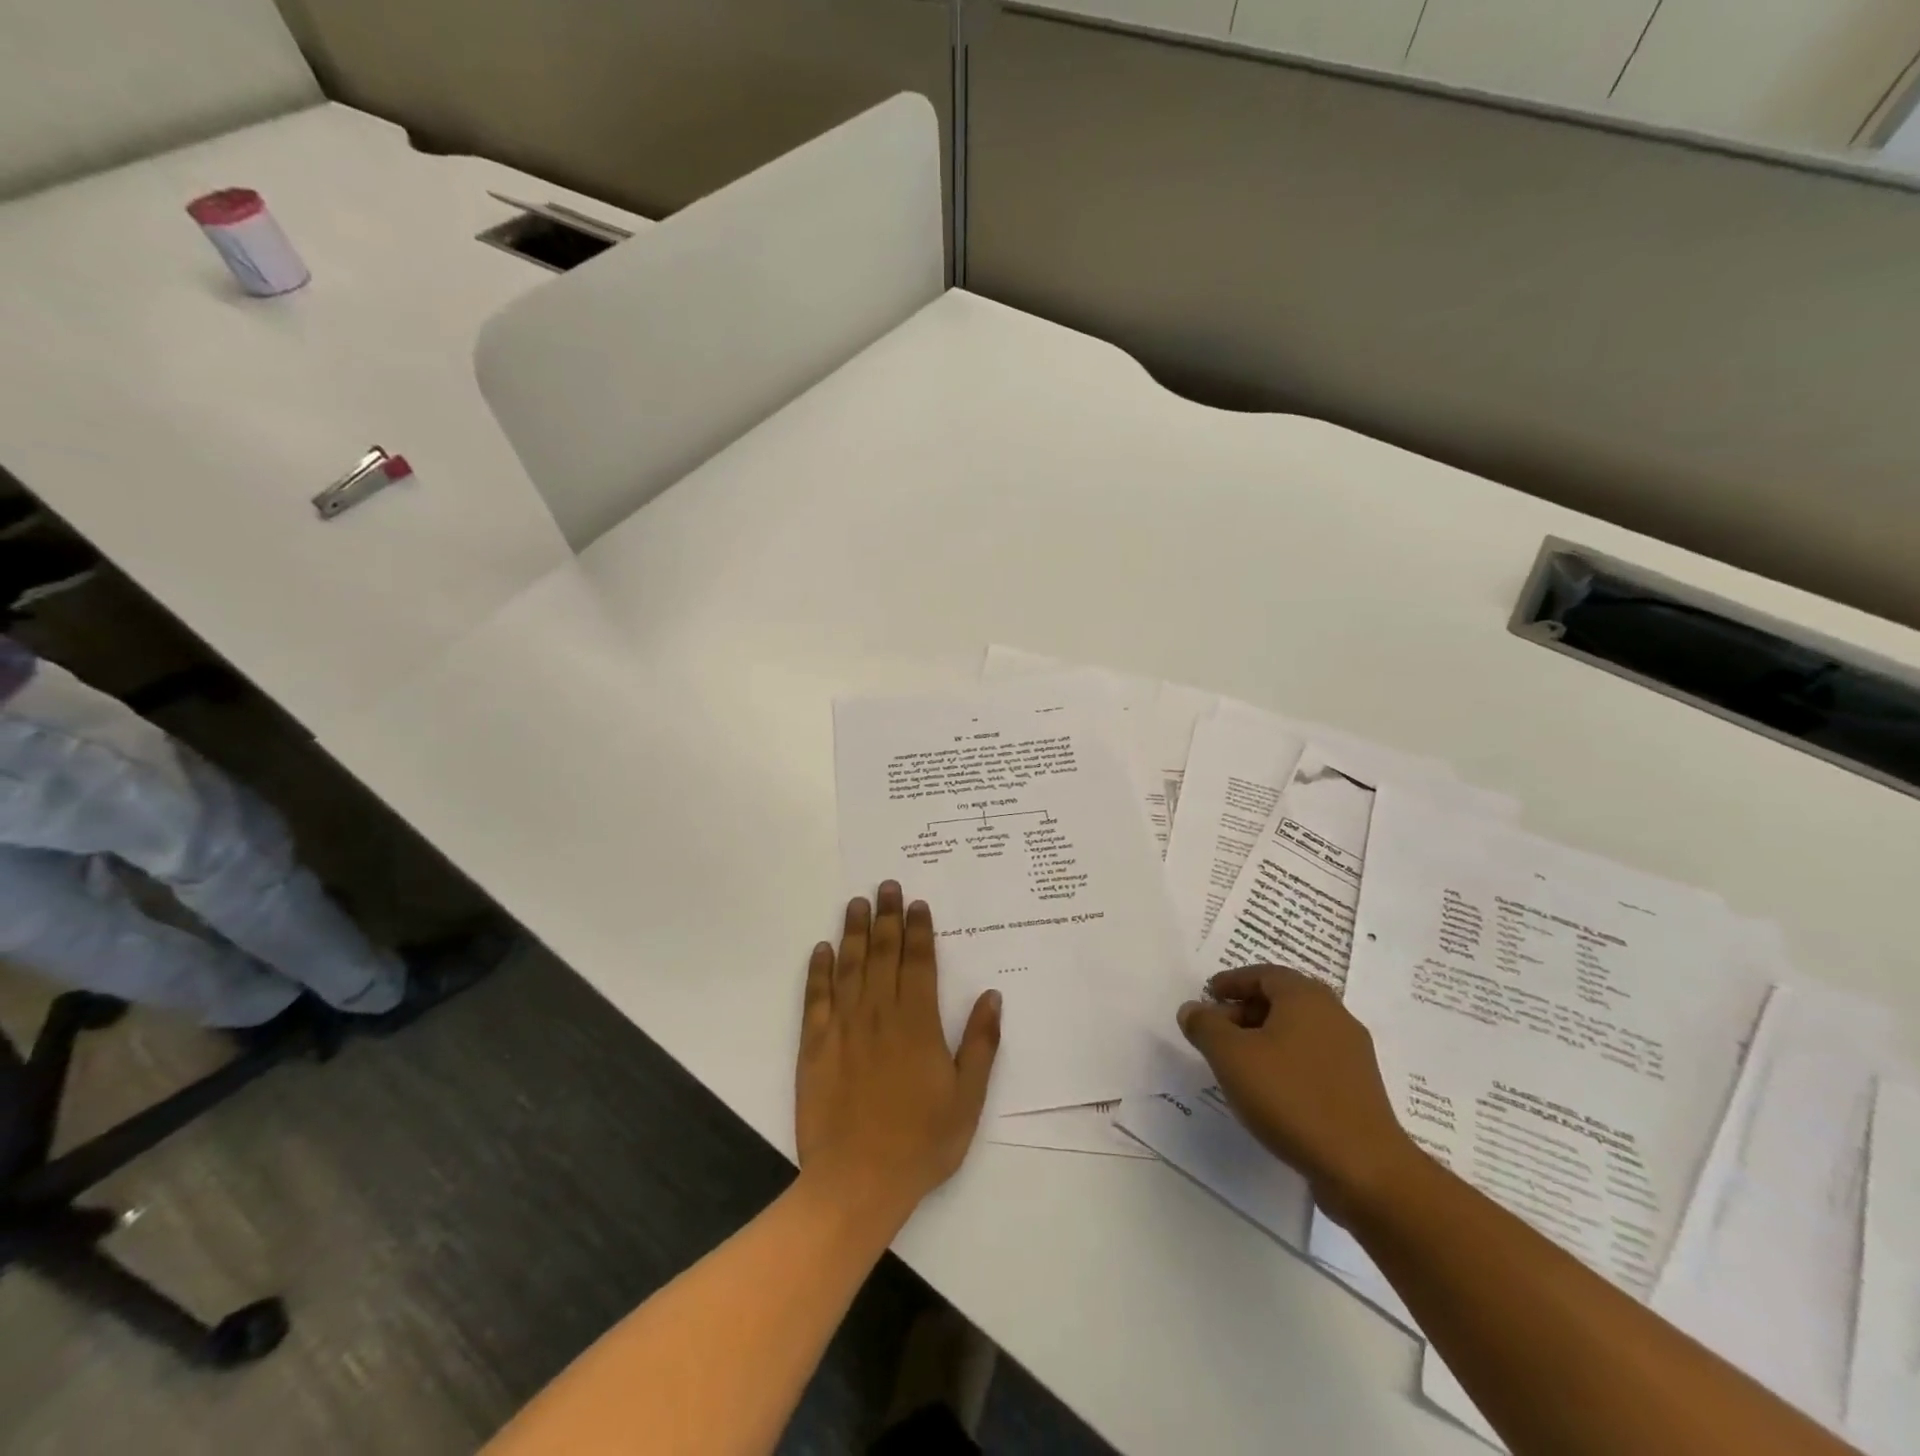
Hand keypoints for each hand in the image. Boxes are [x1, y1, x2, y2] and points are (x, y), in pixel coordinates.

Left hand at [796, 883, 1001, 1226]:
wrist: (857, 1181)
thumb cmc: (921, 1141)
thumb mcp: (967, 1098)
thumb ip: (980, 1043)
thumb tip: (991, 996)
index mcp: (917, 1022)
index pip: (918, 962)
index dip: (919, 930)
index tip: (918, 903)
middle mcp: (879, 1013)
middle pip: (884, 953)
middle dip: (887, 916)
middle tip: (887, 886)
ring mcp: (843, 1026)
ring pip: (850, 966)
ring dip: (854, 931)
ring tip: (856, 903)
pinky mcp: (815, 1045)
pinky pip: (817, 997)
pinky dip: (819, 970)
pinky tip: (822, 949)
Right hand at [1178, 966, 1416, 1224]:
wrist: (1364, 1168)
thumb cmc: (1291, 1097)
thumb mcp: (1231, 1056)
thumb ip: (1205, 1026)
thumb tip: (1192, 1009)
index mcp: (1306, 997)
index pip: (1263, 974)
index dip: (1232, 982)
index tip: (1208, 996)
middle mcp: (1334, 1015)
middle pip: (1282, 1000)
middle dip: (1246, 1010)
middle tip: (1217, 1030)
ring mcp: (1352, 1053)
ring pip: (1298, 1030)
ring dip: (1265, 1037)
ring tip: (1238, 1063)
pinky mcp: (1359, 1087)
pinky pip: (1313, 1058)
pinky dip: (1286, 1061)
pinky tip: (1269, 1089)